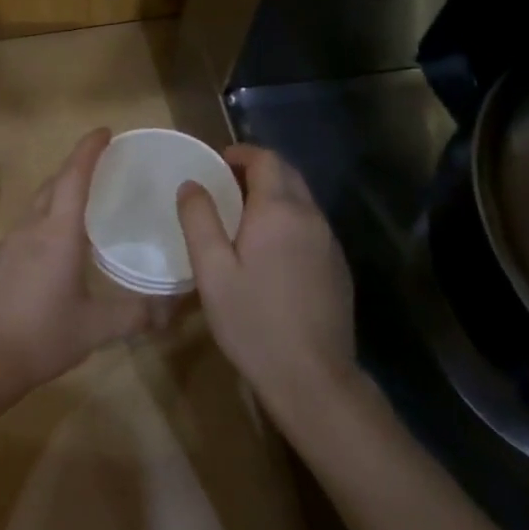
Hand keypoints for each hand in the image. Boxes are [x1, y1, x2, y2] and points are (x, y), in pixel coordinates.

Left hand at [0, 128, 157, 397]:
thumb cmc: (41, 337)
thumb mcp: (95, 328)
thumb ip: (134, 315)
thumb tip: (168, 311)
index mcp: (57, 234)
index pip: (74, 177)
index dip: (88, 150)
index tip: (104, 131)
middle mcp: (29, 229)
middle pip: (52, 184)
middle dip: (75, 168)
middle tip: (100, 167)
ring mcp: (6, 244)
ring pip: (35, 206)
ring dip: (57, 196)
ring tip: (82, 207)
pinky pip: (23, 229)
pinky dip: (43, 222)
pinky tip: (53, 249)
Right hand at [176, 144, 355, 412]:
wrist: (312, 376)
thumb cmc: (253, 321)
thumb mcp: (212, 271)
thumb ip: (199, 220)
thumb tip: (191, 184)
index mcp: (279, 211)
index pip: (266, 159)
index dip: (241, 153)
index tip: (218, 162)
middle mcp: (311, 217)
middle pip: (288, 174)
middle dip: (258, 170)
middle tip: (226, 186)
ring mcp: (329, 242)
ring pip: (302, 200)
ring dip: (275, 195)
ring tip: (242, 217)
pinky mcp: (337, 267)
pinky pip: (311, 226)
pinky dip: (289, 220)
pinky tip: (270, 251)